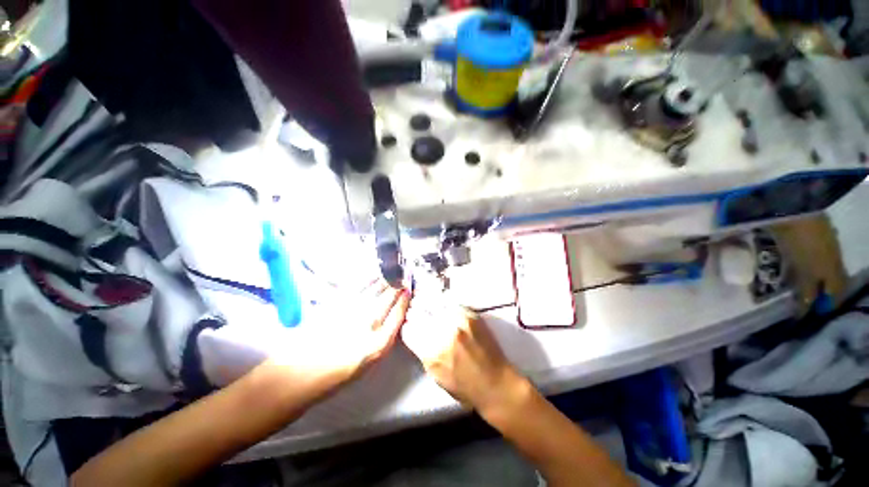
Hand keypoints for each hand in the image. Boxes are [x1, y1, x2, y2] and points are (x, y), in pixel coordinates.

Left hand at [201, 280, 408, 404]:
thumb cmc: (333, 377)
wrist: (297, 376)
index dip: (404, 300)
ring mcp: (351, 313)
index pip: (398, 315)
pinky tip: (371, 275)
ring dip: (383, 279)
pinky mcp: (335, 305)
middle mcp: (368, 326)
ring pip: (373, 290)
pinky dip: (365, 280)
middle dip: (397, 285)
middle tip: (402, 275)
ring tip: (390, 271)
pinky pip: (356, 288)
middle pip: (388, 299)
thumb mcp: (366, 364)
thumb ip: (381, 340)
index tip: (408, 290)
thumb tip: (390, 320)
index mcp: (378, 345)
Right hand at [401, 295, 525, 414]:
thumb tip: (415, 334)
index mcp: (430, 353)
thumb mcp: (435, 374)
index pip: (408, 329)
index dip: (407, 326)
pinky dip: (444, 302)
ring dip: (428, 303)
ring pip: (434, 302)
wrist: (496, 383)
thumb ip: (423, 352)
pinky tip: (442, 303)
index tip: (410, 324)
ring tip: (427, 302)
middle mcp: (442, 333)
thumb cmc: (464, 387)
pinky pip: (451, 301)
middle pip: (419, 312)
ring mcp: (458, 321)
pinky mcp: (471, 315)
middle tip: (416, 311)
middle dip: (415, 312)